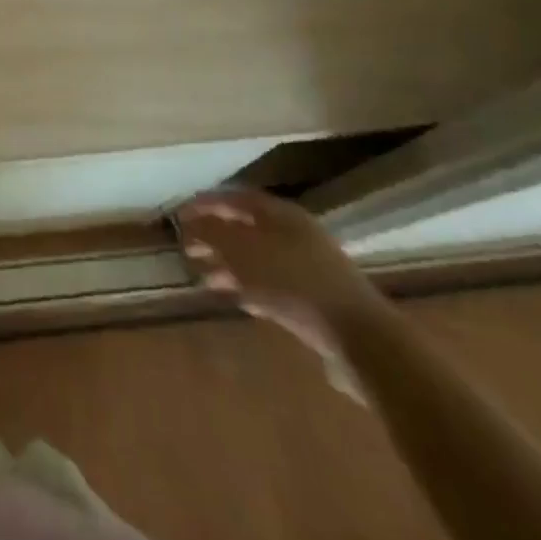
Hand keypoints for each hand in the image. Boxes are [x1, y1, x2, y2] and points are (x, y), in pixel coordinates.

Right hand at [175, 187, 388, 400]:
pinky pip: (274, 285)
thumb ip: (213, 235)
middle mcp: (296, 235)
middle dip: (215, 237)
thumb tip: (189, 223)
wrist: (361, 341)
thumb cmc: (296, 285)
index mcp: (282, 215)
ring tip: (204, 278)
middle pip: (247, 228)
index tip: (179, 214)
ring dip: (229, 266)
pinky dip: (250, 288)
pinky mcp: (316, 301)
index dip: (206, 203)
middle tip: (187, 248)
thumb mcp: (245, 254)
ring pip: (259, 259)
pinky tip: (236, 299)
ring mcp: (309, 268)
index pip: (236, 198)